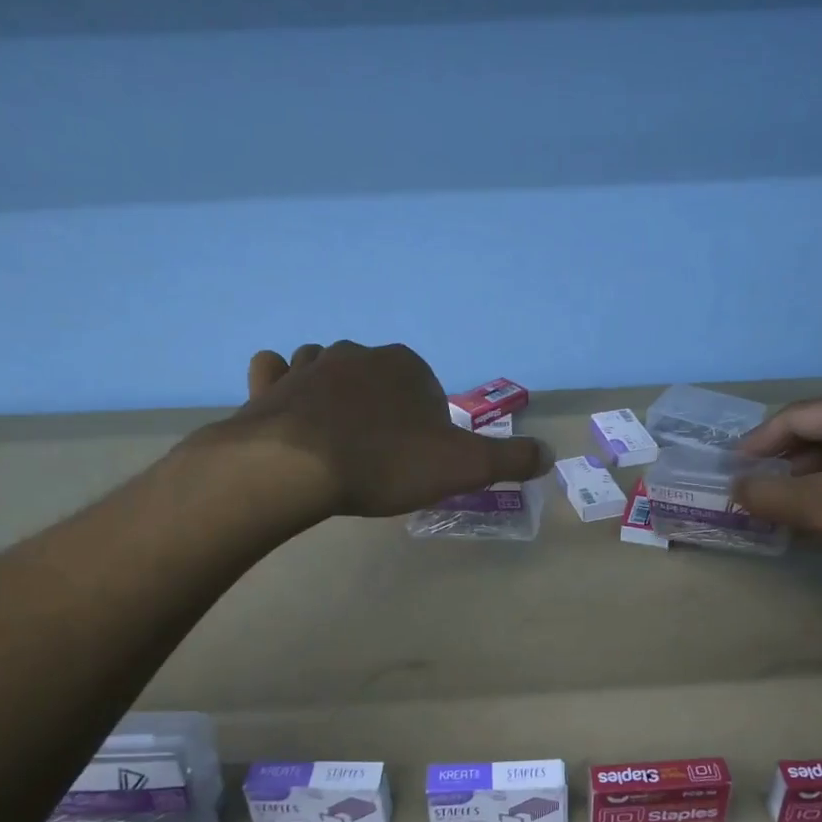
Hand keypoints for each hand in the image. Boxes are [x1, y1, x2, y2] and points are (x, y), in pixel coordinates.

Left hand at [208, 342, 551, 518]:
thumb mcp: (463, 467)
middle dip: (381, 408)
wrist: (297, 467)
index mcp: (406, 366)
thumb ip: (510, 459)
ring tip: (335, 435)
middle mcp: (358, 354)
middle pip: (378, 379)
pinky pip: (276, 373)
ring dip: (333, 393)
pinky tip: (284, 405)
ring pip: (328, 370)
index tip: (418, 459)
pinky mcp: (269, 386)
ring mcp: (309, 365)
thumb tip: (551, 454)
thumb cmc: (385, 463)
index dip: (426, 423)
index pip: (426, 389)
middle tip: (379, 455)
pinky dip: (281, 384)